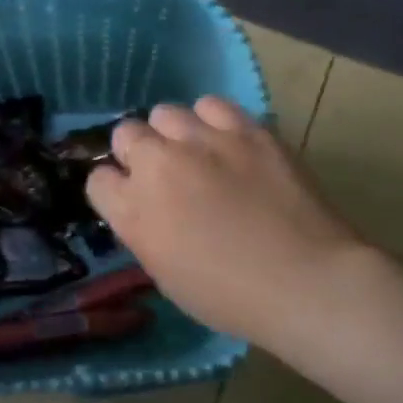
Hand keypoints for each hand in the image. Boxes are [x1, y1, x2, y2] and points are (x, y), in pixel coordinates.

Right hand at [85, 97, 375, 347]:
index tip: (133, 198)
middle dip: (138, 152)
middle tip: (165, 174)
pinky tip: (226, 141)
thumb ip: (145, 230)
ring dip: (173, 133)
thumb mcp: (166, 274)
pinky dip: (211, 121)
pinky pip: (211, 106)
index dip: (115, 188)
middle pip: (126, 134)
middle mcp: (158, 165)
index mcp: (134, 211)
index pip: (98, 179)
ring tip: (196, 152)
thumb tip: (147, 207)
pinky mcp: (244, 129)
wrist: (304, 281)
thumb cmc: (231, 296)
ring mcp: (202, 141)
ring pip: (165, 113)